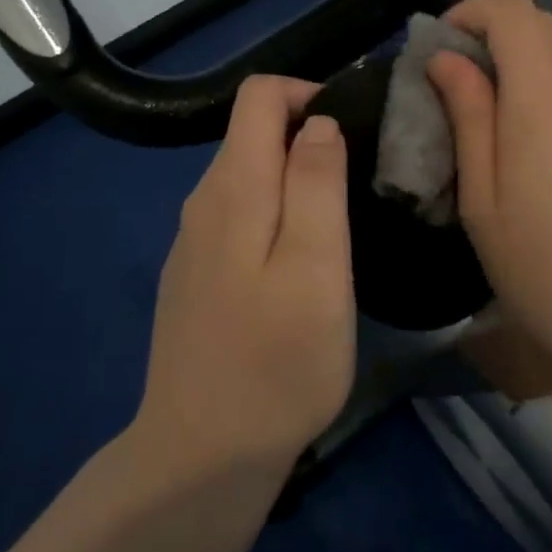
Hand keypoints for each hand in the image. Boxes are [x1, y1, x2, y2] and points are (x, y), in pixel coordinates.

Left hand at [134, 76, 354, 476]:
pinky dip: (274, 213)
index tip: (353, 131)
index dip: (308, 93)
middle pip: (253, 131)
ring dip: (295, 178)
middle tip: (359, 184)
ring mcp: (193, 240)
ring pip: (248, 175)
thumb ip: (317, 183)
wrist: (200, 459)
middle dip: (308, 136)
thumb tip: (319, 122)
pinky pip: (238, 214)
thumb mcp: (317, 267)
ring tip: (339, 224)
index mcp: (234, 187)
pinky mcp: (195, 273)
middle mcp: (203, 200)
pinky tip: (299, 265)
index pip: (259, 94)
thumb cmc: (276, 362)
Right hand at [426, 0, 551, 394]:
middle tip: (471, 79)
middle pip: (548, 27)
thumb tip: (446, 59)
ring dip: (538, 71)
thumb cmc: (545, 271)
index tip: (446, 40)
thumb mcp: (483, 200)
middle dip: (502, 35)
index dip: (474, 12)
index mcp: (544, 99)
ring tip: (517, 130)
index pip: (512, 13)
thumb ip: (468, 116)